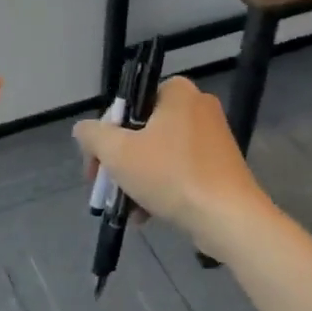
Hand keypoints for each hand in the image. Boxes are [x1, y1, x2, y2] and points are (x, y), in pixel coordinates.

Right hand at [73, 76, 272, 257]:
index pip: (127, 105)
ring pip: (159, 153)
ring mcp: (213, 137)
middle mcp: (197, 106)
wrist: (229, 218)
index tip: (95, 165)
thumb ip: (93, 135)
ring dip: (137, 179)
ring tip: (126, 207)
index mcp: (177, 92)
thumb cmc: (171, 175)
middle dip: (120, 162)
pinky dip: (161, 187)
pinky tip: (145, 215)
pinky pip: (180, 169)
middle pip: (141, 130)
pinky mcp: (221, 164)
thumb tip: (82, 129)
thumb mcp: (118, 153)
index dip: (104, 135)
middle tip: (106, 187)